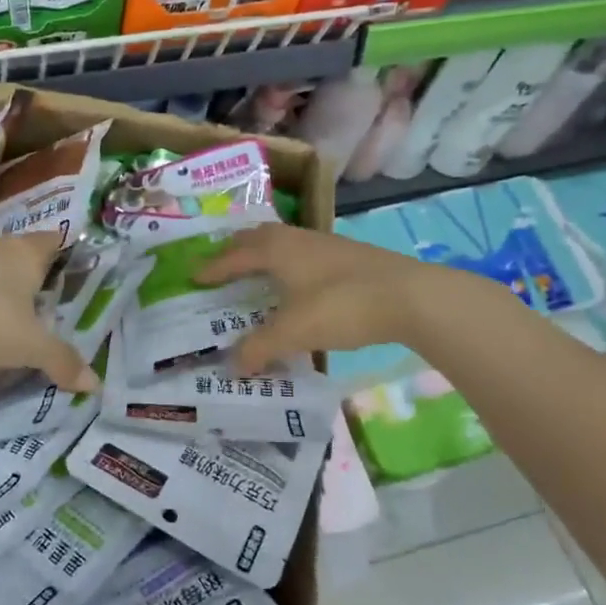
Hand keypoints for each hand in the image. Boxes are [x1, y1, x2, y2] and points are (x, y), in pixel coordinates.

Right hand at [194, 222, 444, 374]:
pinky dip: (289, 264)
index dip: (213, 267)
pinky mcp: (349, 257)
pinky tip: (298, 284)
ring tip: (256, 272)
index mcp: (276, 249)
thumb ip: (260, 348)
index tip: (194, 276)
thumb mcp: (294, 332)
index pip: (234, 255)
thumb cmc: (342, 306)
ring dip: (265, 254)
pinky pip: (304, 254)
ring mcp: (326, 245)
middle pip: (258, 238)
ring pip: (284, 243)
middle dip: (236, 250)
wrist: (411, 296)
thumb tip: (232, 367)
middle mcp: (297, 239)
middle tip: (222, 265)